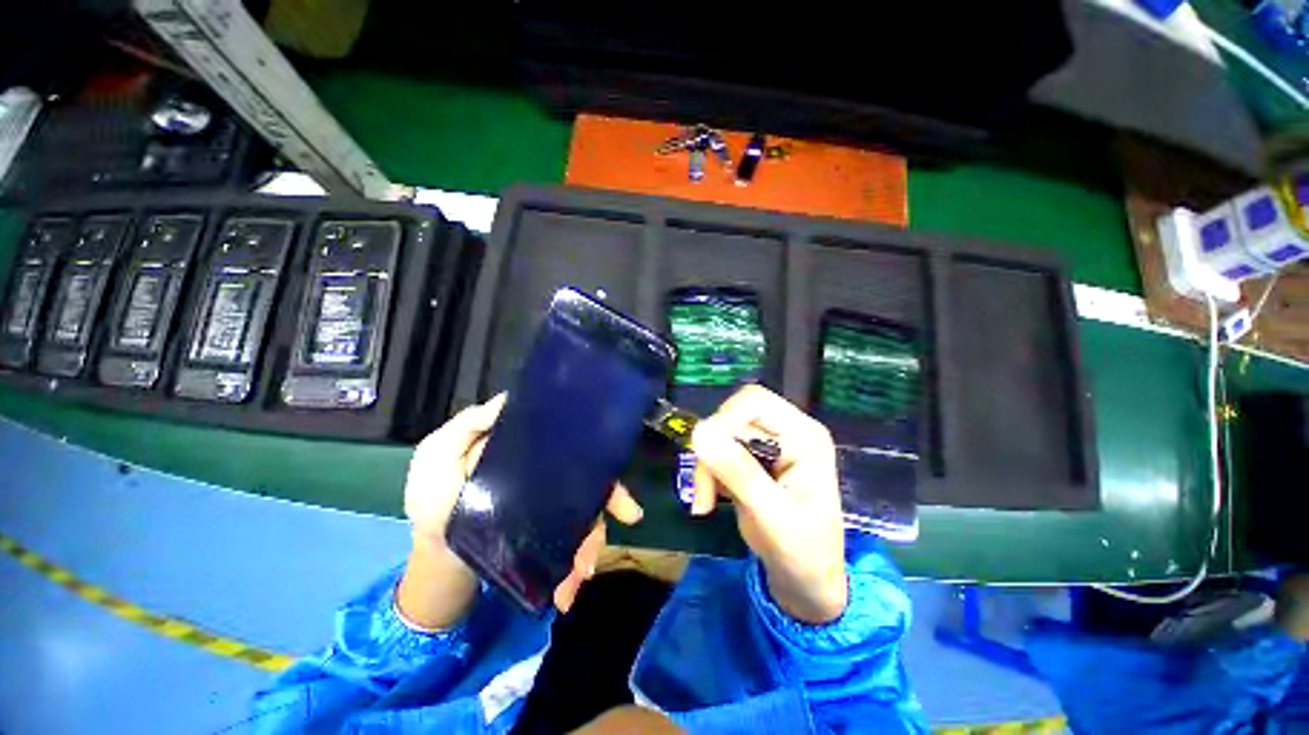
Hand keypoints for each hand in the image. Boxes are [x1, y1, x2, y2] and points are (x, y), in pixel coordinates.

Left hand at [398, 395, 643, 627]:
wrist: (432, 550)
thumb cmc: (434, 492)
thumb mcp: (441, 451)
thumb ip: (469, 426)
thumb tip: (509, 400)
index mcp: (531, 455)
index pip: (571, 448)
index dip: (594, 455)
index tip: (612, 472)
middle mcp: (549, 479)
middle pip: (589, 482)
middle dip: (611, 501)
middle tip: (627, 516)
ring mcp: (548, 510)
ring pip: (585, 519)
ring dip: (590, 545)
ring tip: (581, 572)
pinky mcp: (543, 540)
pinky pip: (569, 552)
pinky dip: (573, 572)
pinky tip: (567, 593)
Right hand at [690, 385, 847, 623]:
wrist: (805, 580)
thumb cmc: (802, 551)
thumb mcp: (771, 514)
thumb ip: (738, 472)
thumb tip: (698, 432)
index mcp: (803, 435)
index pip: (755, 401)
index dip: (723, 419)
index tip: (702, 452)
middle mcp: (785, 431)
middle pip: (732, 417)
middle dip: (711, 451)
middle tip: (701, 490)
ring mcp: (767, 444)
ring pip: (718, 435)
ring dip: (705, 467)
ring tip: (703, 505)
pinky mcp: (750, 459)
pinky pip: (716, 452)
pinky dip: (706, 474)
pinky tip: (709, 501)